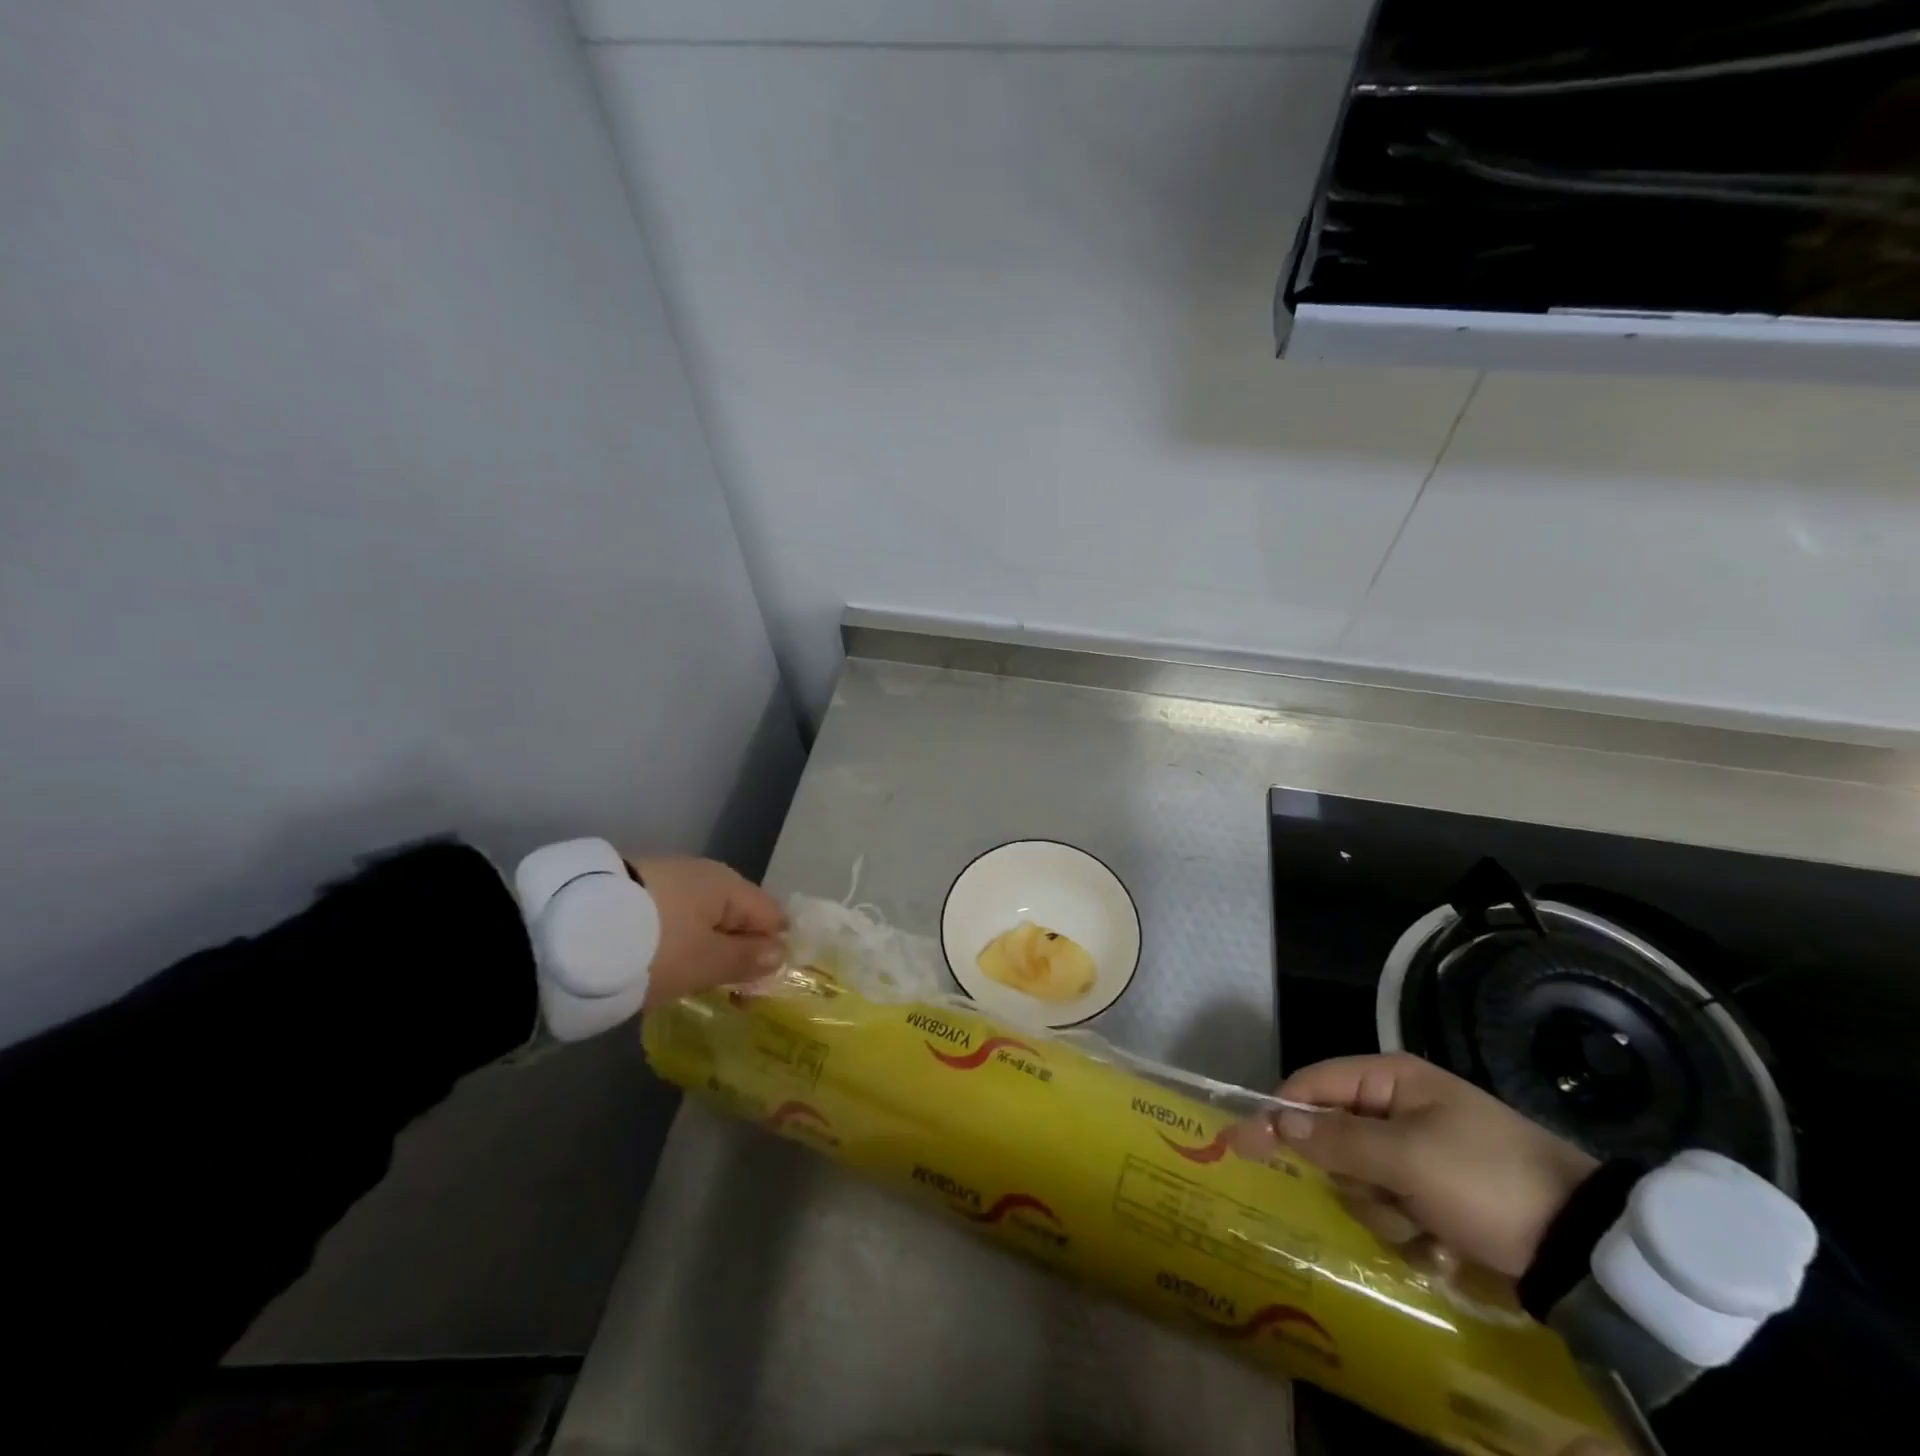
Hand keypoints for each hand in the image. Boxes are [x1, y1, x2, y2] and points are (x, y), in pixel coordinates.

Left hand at [628, 856, 787, 1007]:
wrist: (566, 932)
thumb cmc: (653, 948)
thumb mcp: (705, 963)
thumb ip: (746, 958)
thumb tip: (781, 952)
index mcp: (727, 884)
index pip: (771, 915)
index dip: (773, 950)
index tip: (759, 988)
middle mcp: (702, 873)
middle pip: (736, 915)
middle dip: (738, 950)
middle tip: (727, 991)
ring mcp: (665, 879)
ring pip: (702, 917)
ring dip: (705, 947)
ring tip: (691, 981)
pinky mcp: (634, 893)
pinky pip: (673, 918)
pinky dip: (676, 941)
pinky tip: (661, 962)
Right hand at [1235, 1052, 1597, 1278]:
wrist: (1585, 1249)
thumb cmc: (1486, 1181)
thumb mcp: (1407, 1157)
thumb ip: (1337, 1139)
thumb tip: (1277, 1121)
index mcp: (1390, 1079)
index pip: (1312, 1084)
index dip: (1279, 1113)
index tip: (1245, 1145)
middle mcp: (1397, 1107)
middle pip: (1332, 1137)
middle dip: (1353, 1176)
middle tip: (1385, 1195)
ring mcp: (1417, 1152)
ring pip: (1359, 1180)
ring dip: (1385, 1210)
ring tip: (1429, 1226)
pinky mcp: (1434, 1193)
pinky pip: (1391, 1208)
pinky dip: (1409, 1230)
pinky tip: (1444, 1243)